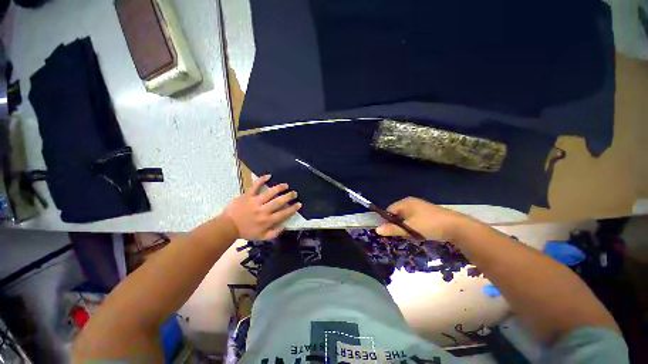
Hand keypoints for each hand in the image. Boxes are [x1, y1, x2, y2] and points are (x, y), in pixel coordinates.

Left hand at [223, 175, 301, 239]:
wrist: (227, 227)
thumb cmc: (245, 232)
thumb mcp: (262, 237)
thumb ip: (274, 233)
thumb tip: (285, 226)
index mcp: (267, 220)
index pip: (283, 213)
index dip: (293, 208)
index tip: (299, 204)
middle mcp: (263, 210)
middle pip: (279, 201)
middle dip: (289, 196)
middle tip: (294, 193)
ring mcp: (255, 201)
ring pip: (270, 192)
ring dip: (279, 188)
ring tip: (286, 185)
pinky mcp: (247, 195)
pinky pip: (255, 186)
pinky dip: (262, 180)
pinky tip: (269, 176)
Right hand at [375, 197, 468, 241]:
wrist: (456, 226)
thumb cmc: (429, 225)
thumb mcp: (409, 228)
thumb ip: (392, 229)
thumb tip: (376, 230)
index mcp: (405, 202)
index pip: (389, 210)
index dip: (387, 221)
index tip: (389, 231)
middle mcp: (411, 202)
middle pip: (397, 213)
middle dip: (397, 224)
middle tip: (401, 234)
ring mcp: (420, 207)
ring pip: (406, 217)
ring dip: (405, 226)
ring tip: (410, 234)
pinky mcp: (427, 212)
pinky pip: (414, 218)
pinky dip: (413, 225)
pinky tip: (419, 232)